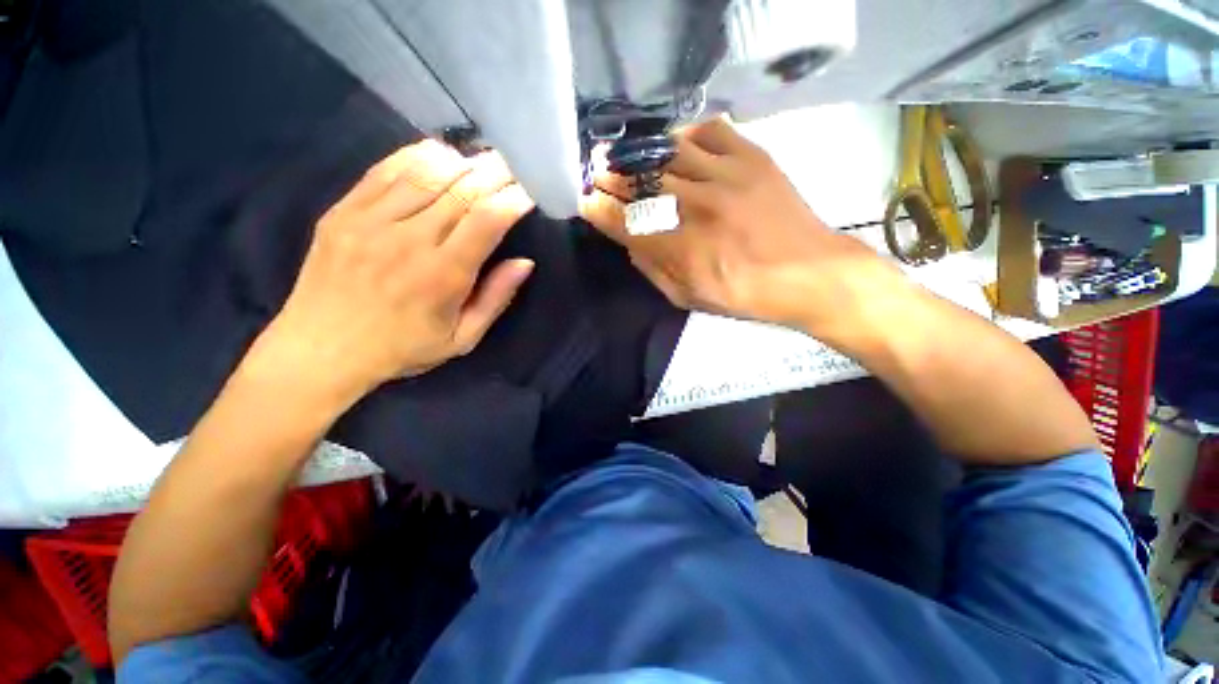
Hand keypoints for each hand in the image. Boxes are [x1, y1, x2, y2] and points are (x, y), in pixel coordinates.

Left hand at [247, 140, 534, 409]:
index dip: (512, 200)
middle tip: (513, 167)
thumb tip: (525, 263)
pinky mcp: (343, 211)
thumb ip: (495, 299)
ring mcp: (371, 221)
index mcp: (443, 275)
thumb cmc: (403, 348)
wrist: (321, 350)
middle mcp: (409, 240)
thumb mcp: (462, 339)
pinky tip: (439, 154)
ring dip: (462, 162)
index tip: (528, 193)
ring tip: (481, 160)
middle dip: (494, 174)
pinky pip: (385, 171)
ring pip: (426, 173)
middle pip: (461, 190)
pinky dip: (416, 156)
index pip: (486, 220)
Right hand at [579, 117, 897, 335]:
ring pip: (669, 152)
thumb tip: (631, 242)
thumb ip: (653, 270)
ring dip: (641, 153)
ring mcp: (727, 176)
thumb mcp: (689, 298)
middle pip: (640, 181)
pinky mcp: (753, 157)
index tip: (586, 201)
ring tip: (628, 155)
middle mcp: (698, 207)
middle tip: (598, 170)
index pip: (625, 221)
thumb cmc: (745, 295)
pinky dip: (686, 136)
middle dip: (611, 175)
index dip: (599, 209)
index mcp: (682, 250)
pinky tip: (678, 148)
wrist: (810, 273)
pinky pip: (710, 131)